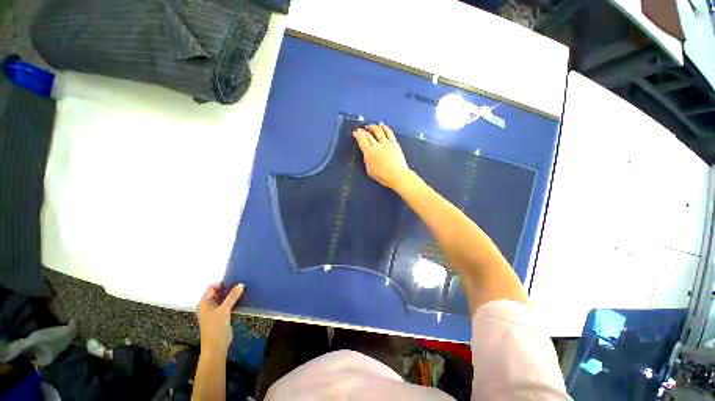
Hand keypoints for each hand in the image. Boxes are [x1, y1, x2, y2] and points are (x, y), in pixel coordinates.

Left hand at [197, 283, 243, 354]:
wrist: (216, 347)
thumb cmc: (215, 328)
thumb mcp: (224, 310)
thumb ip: (232, 297)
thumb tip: (241, 284)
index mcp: (204, 303)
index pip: (212, 287)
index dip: (223, 283)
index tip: (235, 281)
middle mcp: (208, 306)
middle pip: (219, 292)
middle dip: (229, 288)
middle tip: (241, 284)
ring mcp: (215, 311)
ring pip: (224, 298)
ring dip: (232, 295)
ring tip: (243, 289)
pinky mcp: (222, 316)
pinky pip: (228, 304)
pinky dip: (234, 301)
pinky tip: (242, 298)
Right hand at [353, 123, 410, 190]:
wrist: (398, 176)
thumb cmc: (383, 176)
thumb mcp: (370, 170)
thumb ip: (367, 160)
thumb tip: (367, 153)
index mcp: (370, 153)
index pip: (362, 140)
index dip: (357, 134)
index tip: (355, 132)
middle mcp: (377, 146)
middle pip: (368, 134)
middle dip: (362, 130)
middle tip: (360, 129)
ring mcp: (387, 143)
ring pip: (378, 130)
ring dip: (372, 126)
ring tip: (369, 126)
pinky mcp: (394, 143)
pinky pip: (389, 132)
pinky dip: (384, 127)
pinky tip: (381, 124)